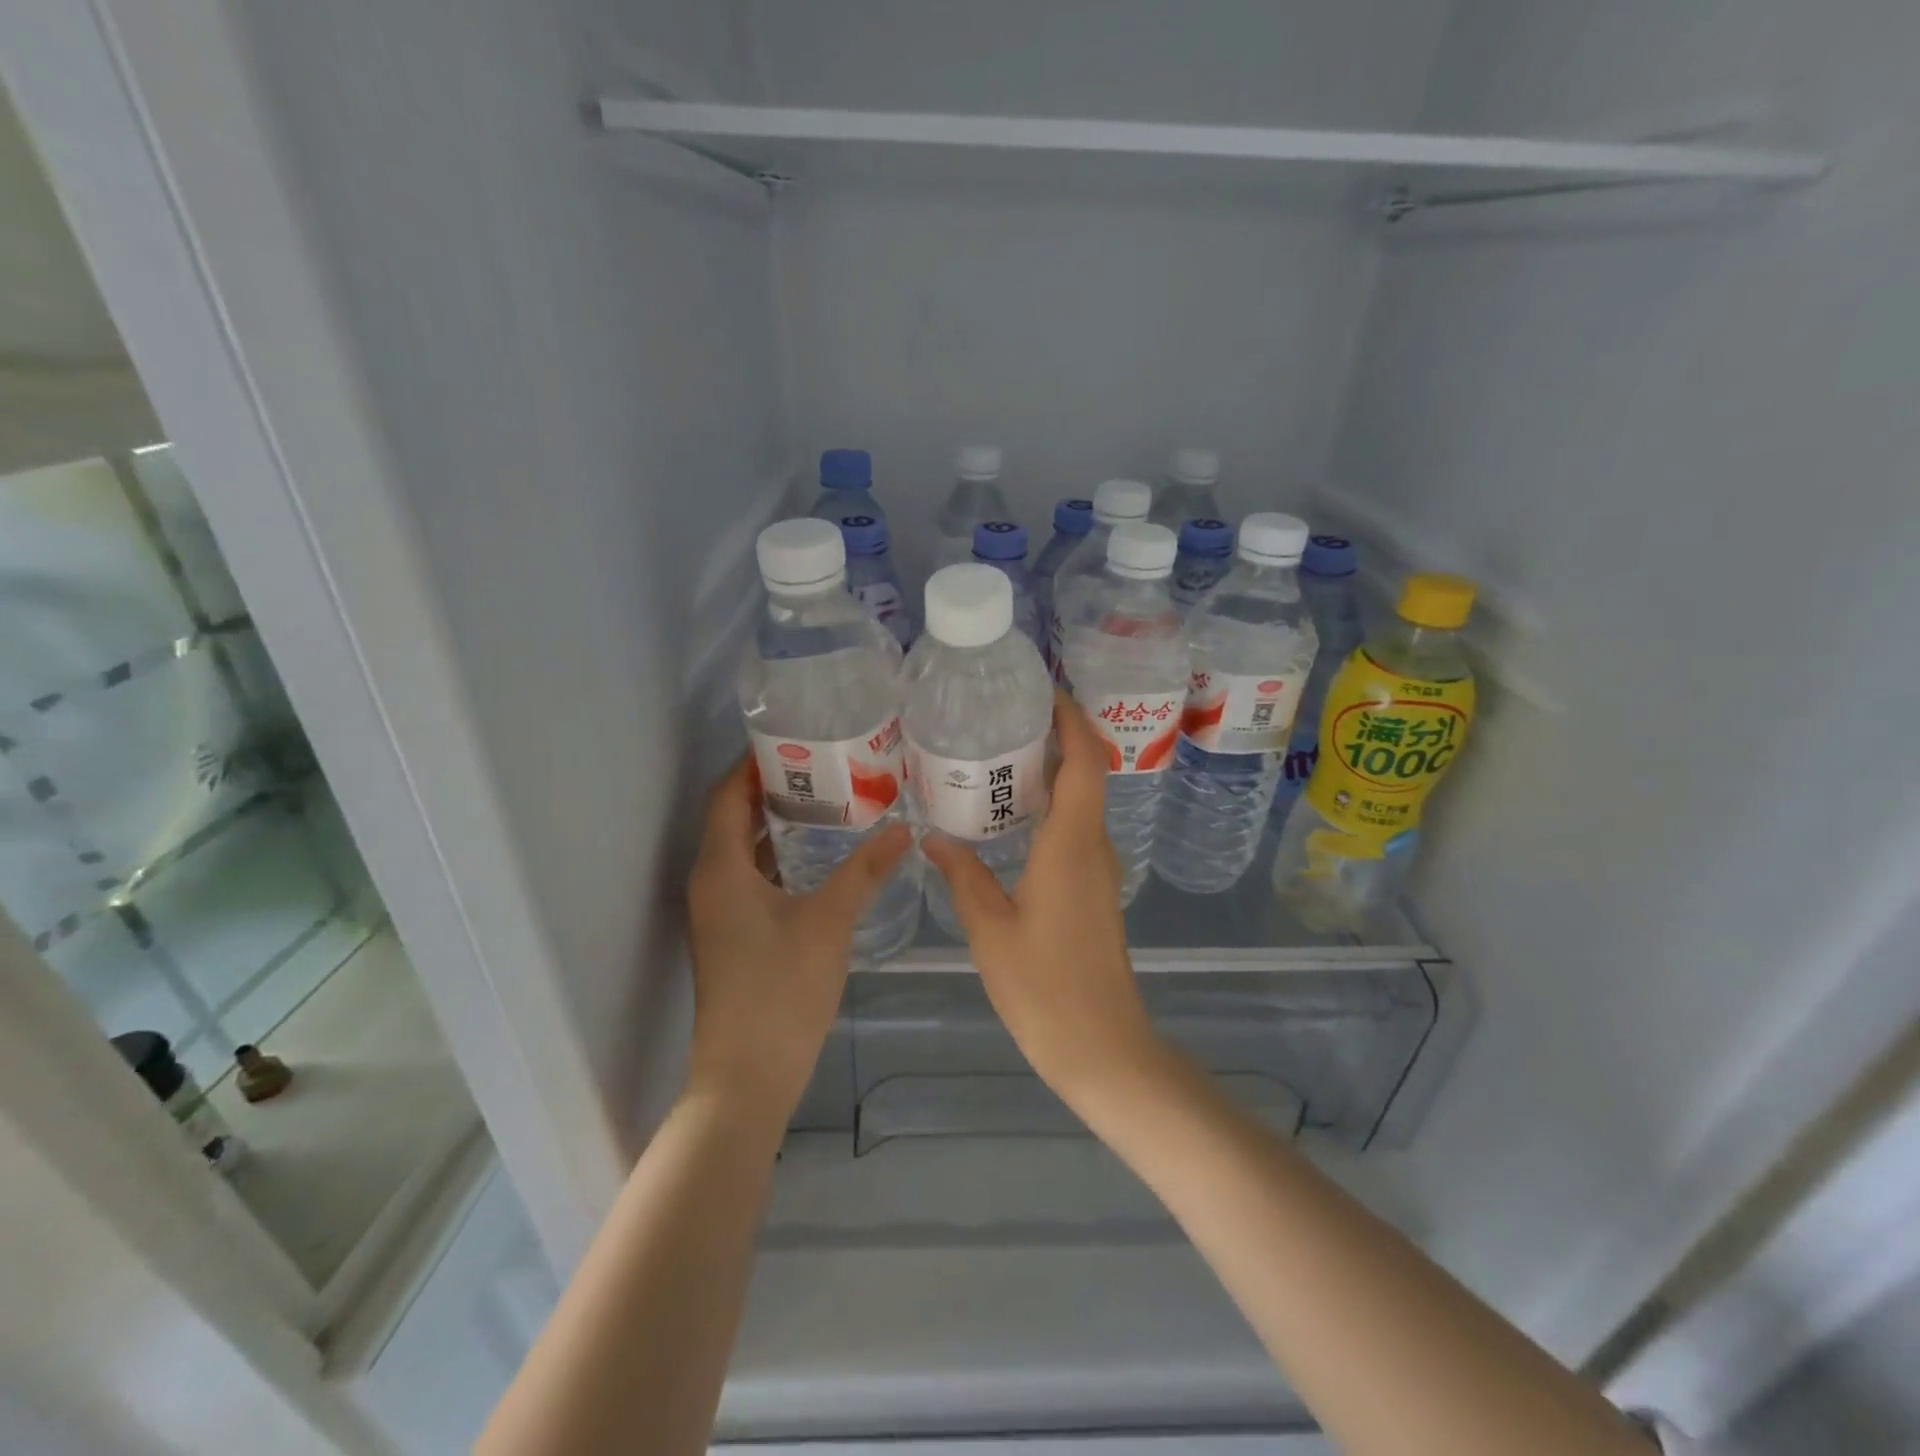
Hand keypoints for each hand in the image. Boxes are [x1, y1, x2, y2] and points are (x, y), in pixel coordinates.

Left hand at [686, 754, 911, 1124]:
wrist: (746, 1076)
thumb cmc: (780, 990)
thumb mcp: (828, 922)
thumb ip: (864, 871)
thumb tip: (904, 829)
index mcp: (720, 868)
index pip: (728, 795)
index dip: (753, 763)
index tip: (793, 737)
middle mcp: (710, 881)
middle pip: (733, 817)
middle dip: (771, 787)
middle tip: (822, 764)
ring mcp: (718, 911)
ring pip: (742, 848)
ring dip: (775, 822)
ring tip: (826, 798)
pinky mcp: (732, 933)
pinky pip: (750, 875)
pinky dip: (777, 855)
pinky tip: (817, 855)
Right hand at [923, 691, 1163, 1107]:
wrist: (1103, 1048)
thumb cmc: (1044, 988)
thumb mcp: (989, 929)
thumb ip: (962, 876)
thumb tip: (932, 837)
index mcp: (1072, 844)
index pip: (1085, 761)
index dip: (1072, 719)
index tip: (1045, 690)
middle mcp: (1094, 846)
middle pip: (1088, 772)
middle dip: (1058, 735)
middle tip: (1007, 716)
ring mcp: (1098, 869)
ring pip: (1083, 801)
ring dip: (1055, 770)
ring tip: (1002, 754)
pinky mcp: (1094, 890)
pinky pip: (1077, 828)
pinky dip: (1053, 805)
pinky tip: (1013, 816)